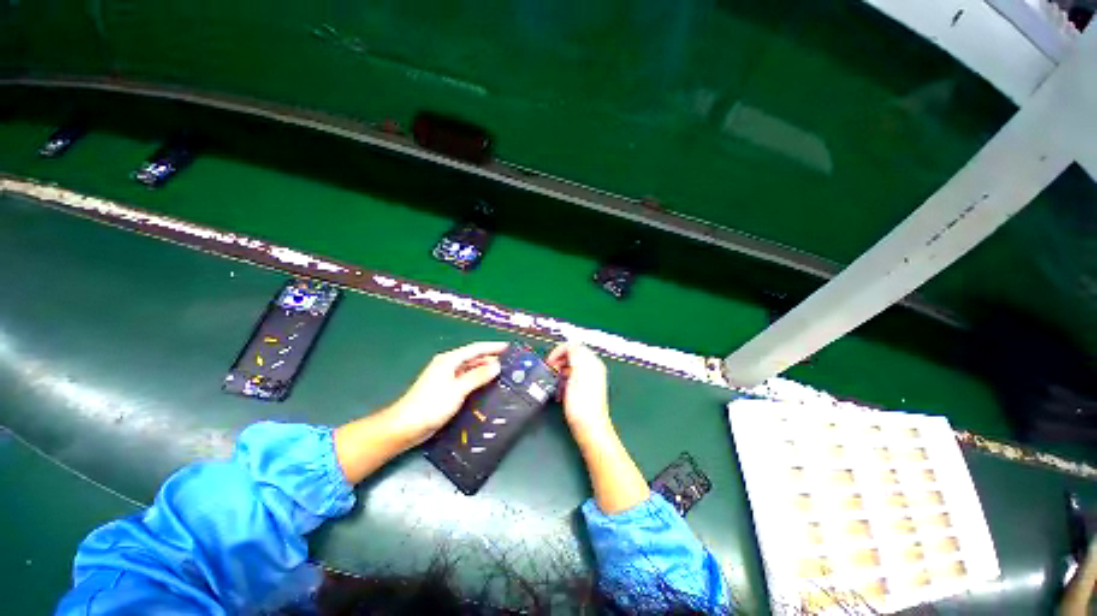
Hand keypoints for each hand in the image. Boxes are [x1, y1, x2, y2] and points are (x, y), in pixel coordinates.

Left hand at [384, 341, 506, 446]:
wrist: (405, 426)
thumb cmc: (431, 405)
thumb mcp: (458, 389)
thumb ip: (478, 376)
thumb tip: (497, 365)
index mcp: (450, 360)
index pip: (476, 348)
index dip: (493, 347)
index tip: (509, 347)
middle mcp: (448, 365)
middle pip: (473, 358)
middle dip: (491, 359)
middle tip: (510, 364)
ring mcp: (446, 377)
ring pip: (470, 369)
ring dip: (485, 370)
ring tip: (503, 374)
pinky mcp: (446, 389)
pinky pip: (467, 379)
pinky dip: (478, 380)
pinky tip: (487, 386)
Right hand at [547, 343, 610, 437]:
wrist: (590, 428)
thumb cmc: (581, 403)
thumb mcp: (576, 375)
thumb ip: (575, 355)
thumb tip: (571, 343)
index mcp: (591, 362)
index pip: (573, 345)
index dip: (559, 350)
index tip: (549, 361)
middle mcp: (593, 367)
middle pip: (572, 354)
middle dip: (559, 360)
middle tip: (550, 371)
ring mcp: (590, 377)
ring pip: (571, 366)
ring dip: (560, 371)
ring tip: (555, 382)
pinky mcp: (586, 387)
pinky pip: (573, 376)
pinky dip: (564, 380)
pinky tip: (560, 391)